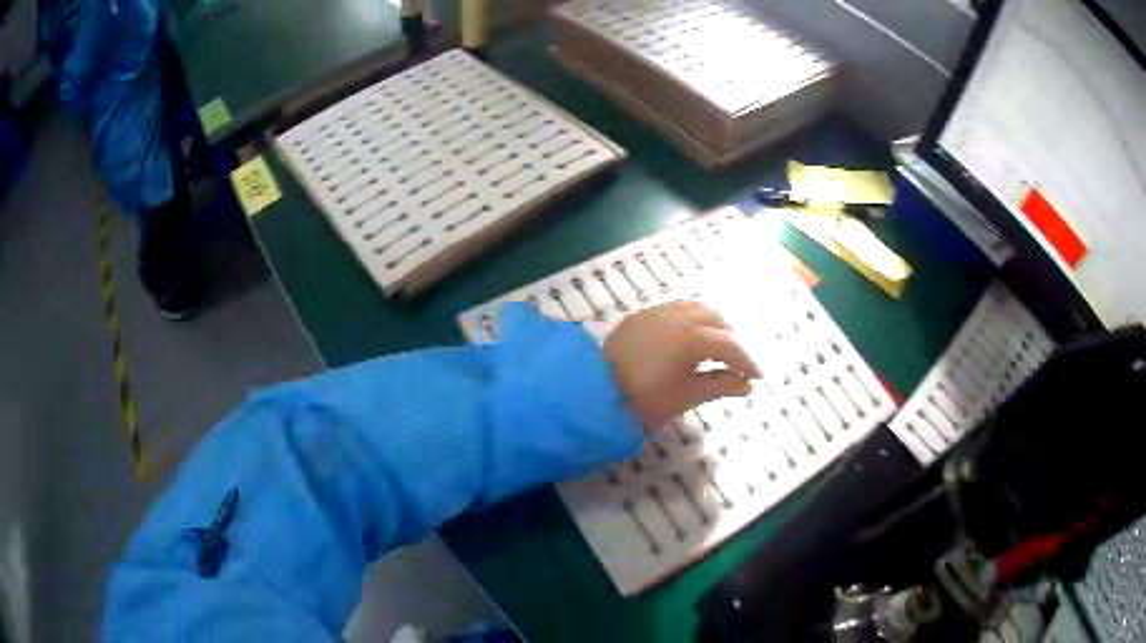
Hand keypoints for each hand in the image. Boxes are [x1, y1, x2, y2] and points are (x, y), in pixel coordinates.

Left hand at [604, 301, 761, 427]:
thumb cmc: (645, 398)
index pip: (730, 345)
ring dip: (712, 324)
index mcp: (694, 337)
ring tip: (715, 348)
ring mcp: (658, 312)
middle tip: (736, 363)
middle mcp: (679, 316)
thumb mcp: (687, 396)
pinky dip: (691, 319)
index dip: (747, 361)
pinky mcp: (641, 315)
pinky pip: (675, 309)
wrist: (595, 390)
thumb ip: (721, 386)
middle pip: (717, 320)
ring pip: (696, 308)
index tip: (757, 378)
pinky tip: (688, 337)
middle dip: (731, 340)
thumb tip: (748, 385)